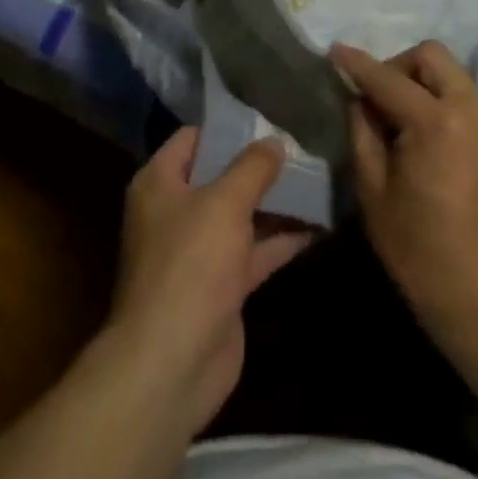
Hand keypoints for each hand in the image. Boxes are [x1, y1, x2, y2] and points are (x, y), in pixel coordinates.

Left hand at [106, 127, 311, 432]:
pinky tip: (318, 225)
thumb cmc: (190, 264)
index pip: (192, 139)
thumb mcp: (224, 203)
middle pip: (219, 177)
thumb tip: (273, 141)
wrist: (172, 361)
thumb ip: (252, 168)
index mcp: (159, 183)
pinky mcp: (221, 286)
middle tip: (303, 147)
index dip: (227, 128)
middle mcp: (175, 212)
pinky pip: (254, 252)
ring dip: (275, 203)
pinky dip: (281, 240)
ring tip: (318, 179)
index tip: (267, 118)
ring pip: (241, 216)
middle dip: (258, 166)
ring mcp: (198, 252)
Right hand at [332, 41, 477, 341]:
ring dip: (424, 86)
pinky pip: (472, 104)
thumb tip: (360, 98)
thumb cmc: (418, 249)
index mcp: (437, 123)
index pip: (388, 79)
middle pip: (433, 57)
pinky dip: (447, 107)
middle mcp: (475, 111)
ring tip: (405, 124)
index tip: (334, 52)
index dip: (358, 64)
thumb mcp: (373, 189)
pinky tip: (434, 144)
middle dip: (399, 65)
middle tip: (378, 97)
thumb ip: (363, 131)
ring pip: (455, 77)